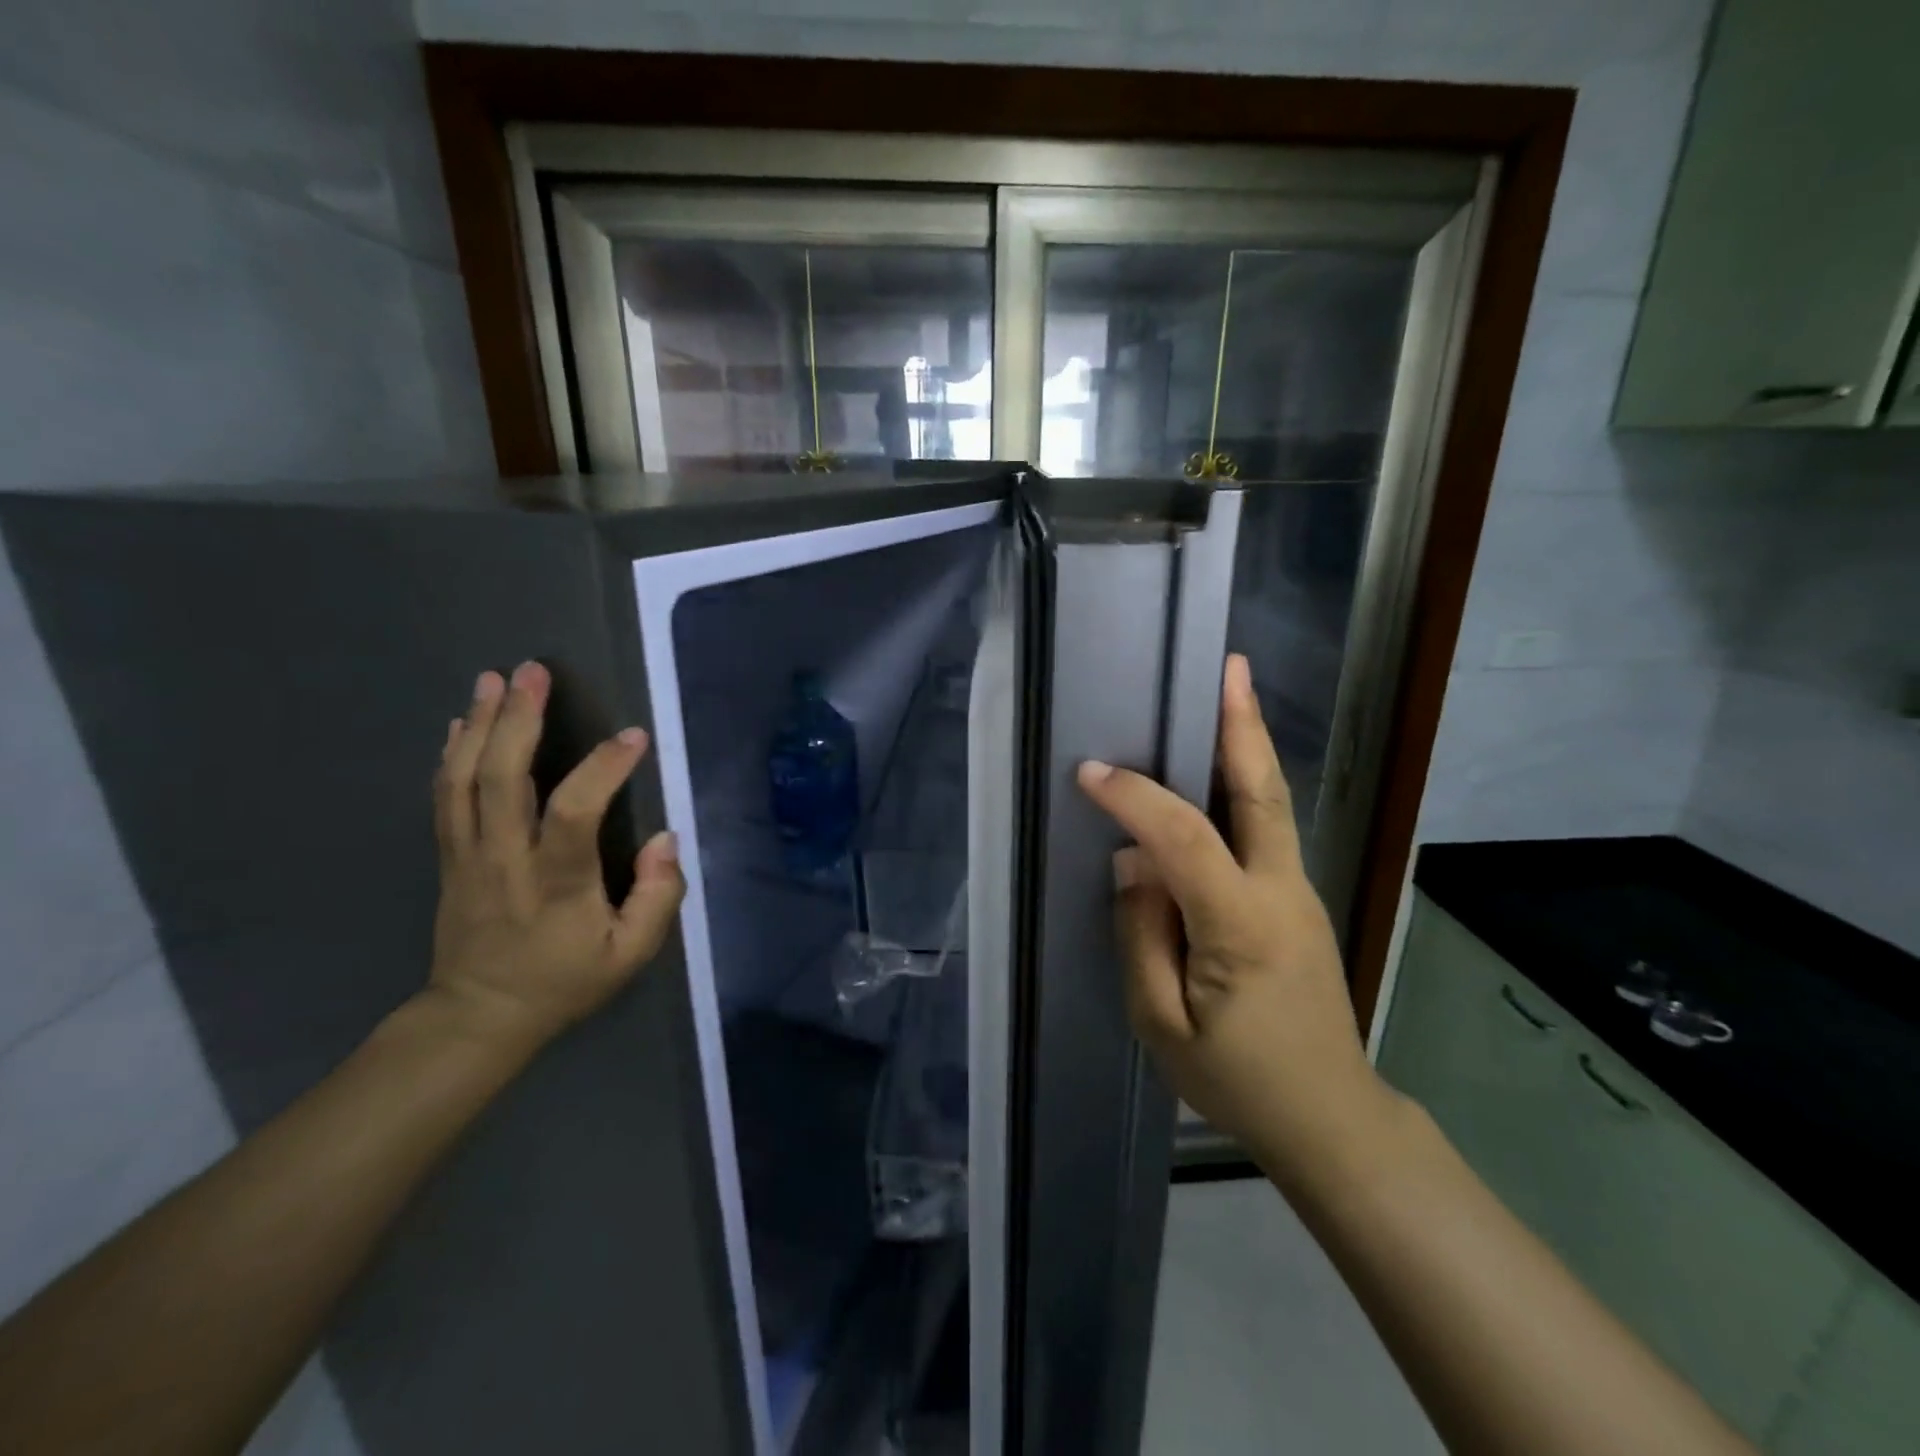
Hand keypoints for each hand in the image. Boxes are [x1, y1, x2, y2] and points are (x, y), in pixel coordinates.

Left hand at [427, 662, 683, 1051]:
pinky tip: (460, 722)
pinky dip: (451, 753)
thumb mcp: (631, 955)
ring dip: (479, 724)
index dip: (602, 769)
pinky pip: (444, 797)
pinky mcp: (449, 857)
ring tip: (493, 679)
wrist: (479, 1017)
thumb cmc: (565, 982)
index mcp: (555, 884)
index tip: (633, 737)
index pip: (574, 813)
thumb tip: (665, 839)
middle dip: (517, 719)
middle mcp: (505, 859)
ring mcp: (468, 856)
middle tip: (533, 672)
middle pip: (501, 779)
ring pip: (464, 779)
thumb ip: (657, 897)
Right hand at [1076, 653, 1393, 1176]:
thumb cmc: (1238, 1080)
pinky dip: (1244, 786)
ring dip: (1248, 744)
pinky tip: (1219, 771)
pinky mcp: (1298, 901)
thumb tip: (1134, 865)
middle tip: (1230, 668)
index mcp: (1241, 925)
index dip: (1134, 798)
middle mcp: (1281, 892)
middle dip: (1243, 726)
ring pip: (1271, 803)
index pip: (1182, 839)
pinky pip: (1266, 830)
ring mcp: (1299, 892)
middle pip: (1263, 793)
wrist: (1329, 1117)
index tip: (1091, 773)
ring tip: (1229, 692)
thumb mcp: (1163, 1023)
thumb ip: (1141, 936)